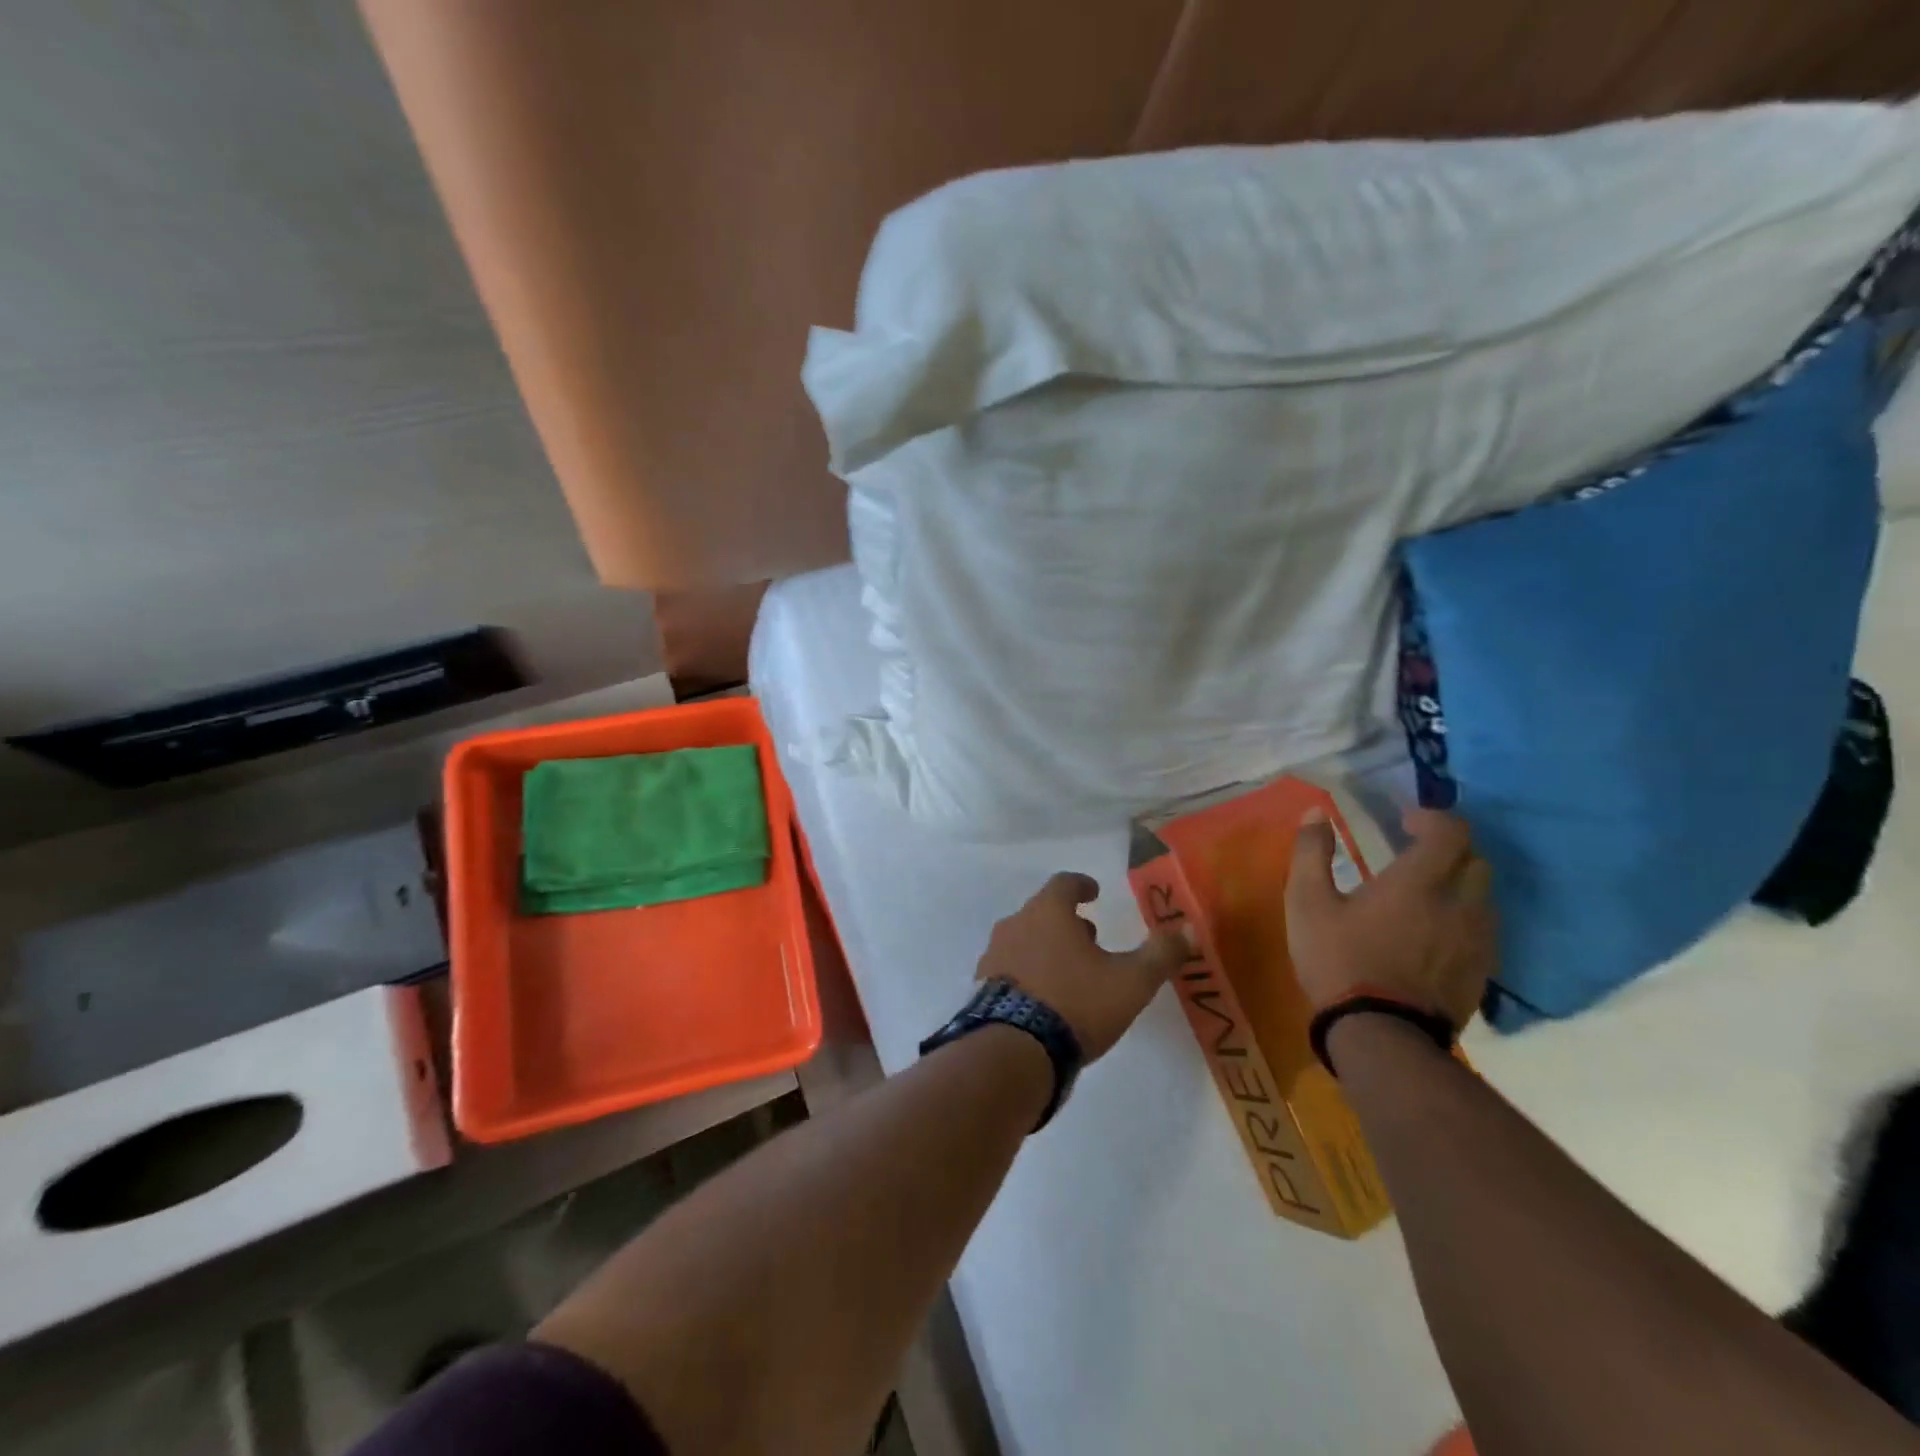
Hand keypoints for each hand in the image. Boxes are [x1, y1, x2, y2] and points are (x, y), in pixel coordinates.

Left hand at [977, 873, 1188, 1060]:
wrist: (1015, 1050)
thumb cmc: (1076, 1004)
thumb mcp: (1131, 982)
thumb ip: (1160, 954)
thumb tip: (1186, 929)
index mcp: (1048, 912)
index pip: (1064, 883)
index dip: (1082, 885)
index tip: (1094, 893)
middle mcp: (1016, 924)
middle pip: (1043, 911)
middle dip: (1067, 920)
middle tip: (1089, 938)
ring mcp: (994, 954)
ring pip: (1024, 938)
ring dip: (1046, 946)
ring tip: (1069, 971)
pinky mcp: (982, 985)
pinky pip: (1009, 967)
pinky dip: (1028, 971)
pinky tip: (1043, 997)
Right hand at [1285, 808, 1494, 1031]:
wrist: (1380, 1035)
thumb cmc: (1338, 960)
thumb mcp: (1307, 903)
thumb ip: (1311, 853)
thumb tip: (1317, 813)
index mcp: (1418, 881)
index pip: (1451, 830)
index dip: (1431, 818)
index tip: (1403, 823)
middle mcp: (1460, 904)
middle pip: (1475, 860)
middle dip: (1448, 849)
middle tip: (1414, 855)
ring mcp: (1477, 941)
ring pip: (1484, 896)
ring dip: (1459, 884)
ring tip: (1424, 896)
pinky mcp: (1482, 972)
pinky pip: (1483, 930)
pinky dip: (1463, 918)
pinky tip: (1433, 934)